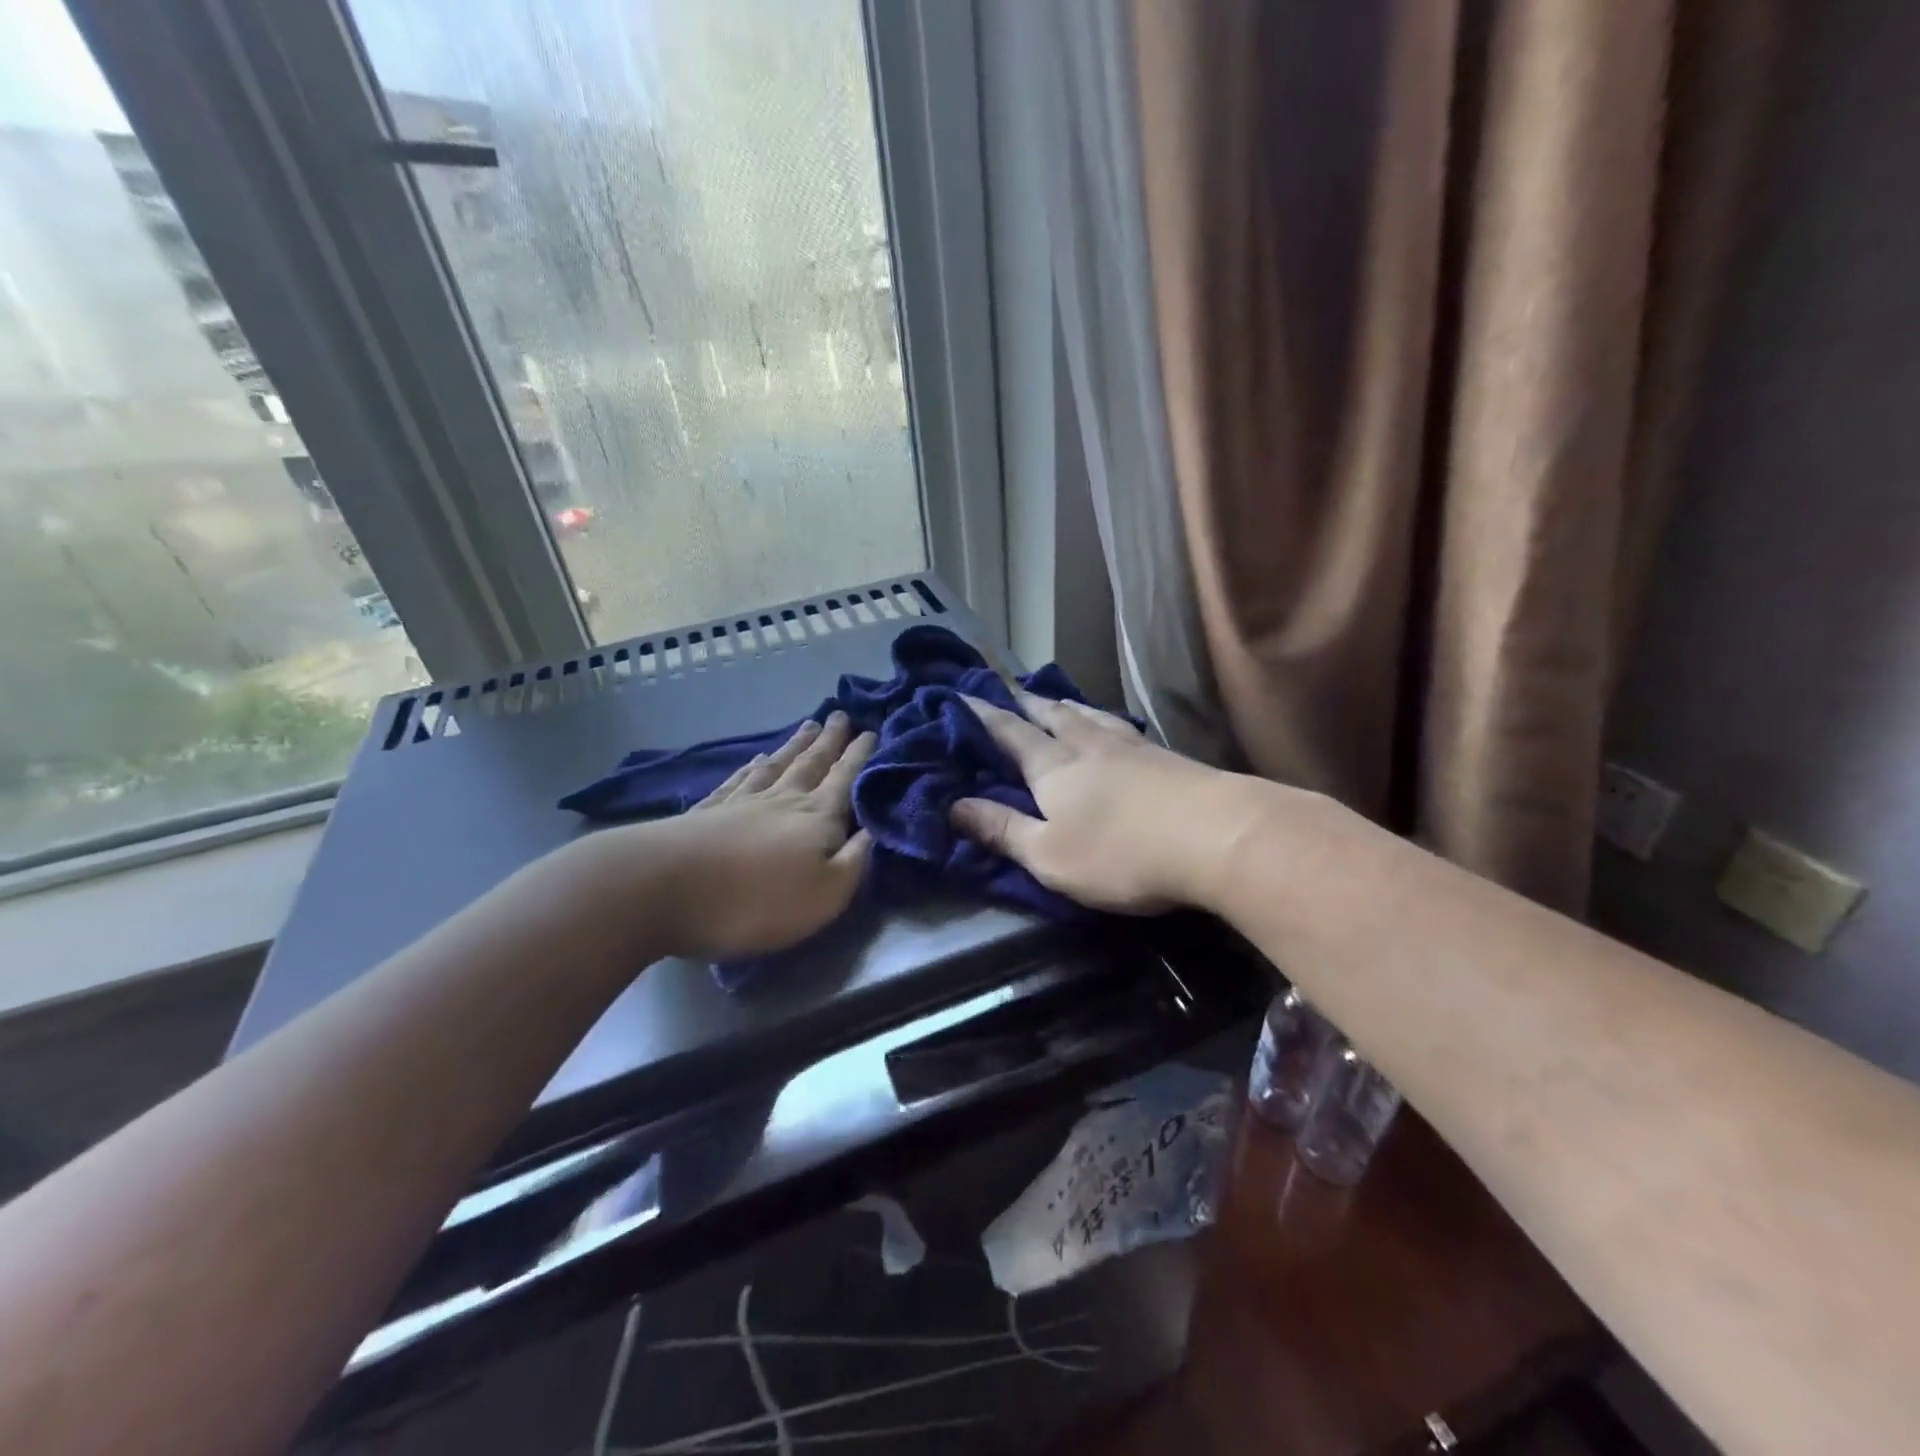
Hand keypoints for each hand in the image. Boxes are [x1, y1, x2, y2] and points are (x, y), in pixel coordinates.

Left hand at [573, 714, 875, 961]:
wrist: (665, 889)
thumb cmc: (757, 900)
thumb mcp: (826, 894)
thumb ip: (855, 861)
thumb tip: (875, 828)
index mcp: (816, 817)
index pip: (845, 779)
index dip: (860, 756)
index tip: (872, 730)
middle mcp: (782, 799)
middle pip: (811, 763)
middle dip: (830, 741)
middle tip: (840, 715)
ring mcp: (741, 802)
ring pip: (776, 765)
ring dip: (795, 746)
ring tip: (808, 727)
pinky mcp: (706, 813)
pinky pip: (737, 780)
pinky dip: (750, 766)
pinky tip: (754, 759)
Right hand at [950, 692, 1249, 913]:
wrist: (1216, 836)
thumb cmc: (1120, 852)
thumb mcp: (1048, 855)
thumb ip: (1002, 830)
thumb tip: (953, 806)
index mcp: (1053, 768)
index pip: (1010, 734)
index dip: (984, 717)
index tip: (964, 696)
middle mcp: (1088, 746)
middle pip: (1050, 716)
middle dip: (1025, 703)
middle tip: (1008, 688)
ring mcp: (1131, 747)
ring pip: (1088, 716)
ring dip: (1065, 705)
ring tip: (1054, 699)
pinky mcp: (1166, 757)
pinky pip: (1120, 727)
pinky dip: (1103, 719)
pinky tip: (1112, 725)